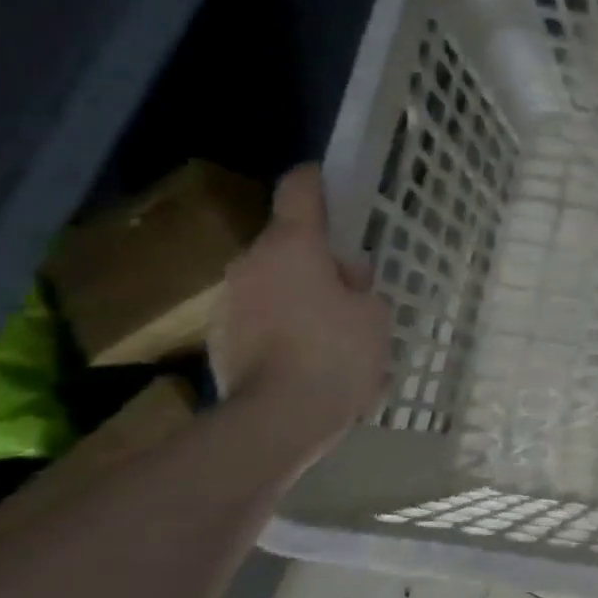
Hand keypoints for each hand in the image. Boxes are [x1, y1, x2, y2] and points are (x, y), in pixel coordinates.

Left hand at [209, 165, 390, 447]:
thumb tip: (344, 280)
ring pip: (274, 281)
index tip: (327, 178)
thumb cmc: (337, 353)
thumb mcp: (375, 313)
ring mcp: (231, 302)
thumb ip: (360, 287)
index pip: (299, 192)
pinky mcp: (222, 339)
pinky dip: (286, 324)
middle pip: (288, 243)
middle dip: (318, 256)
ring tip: (335, 327)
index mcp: (293, 246)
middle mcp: (252, 264)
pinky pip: (264, 316)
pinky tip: (311, 355)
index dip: (316, 180)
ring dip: (301, 292)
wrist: (277, 420)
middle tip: (354, 284)